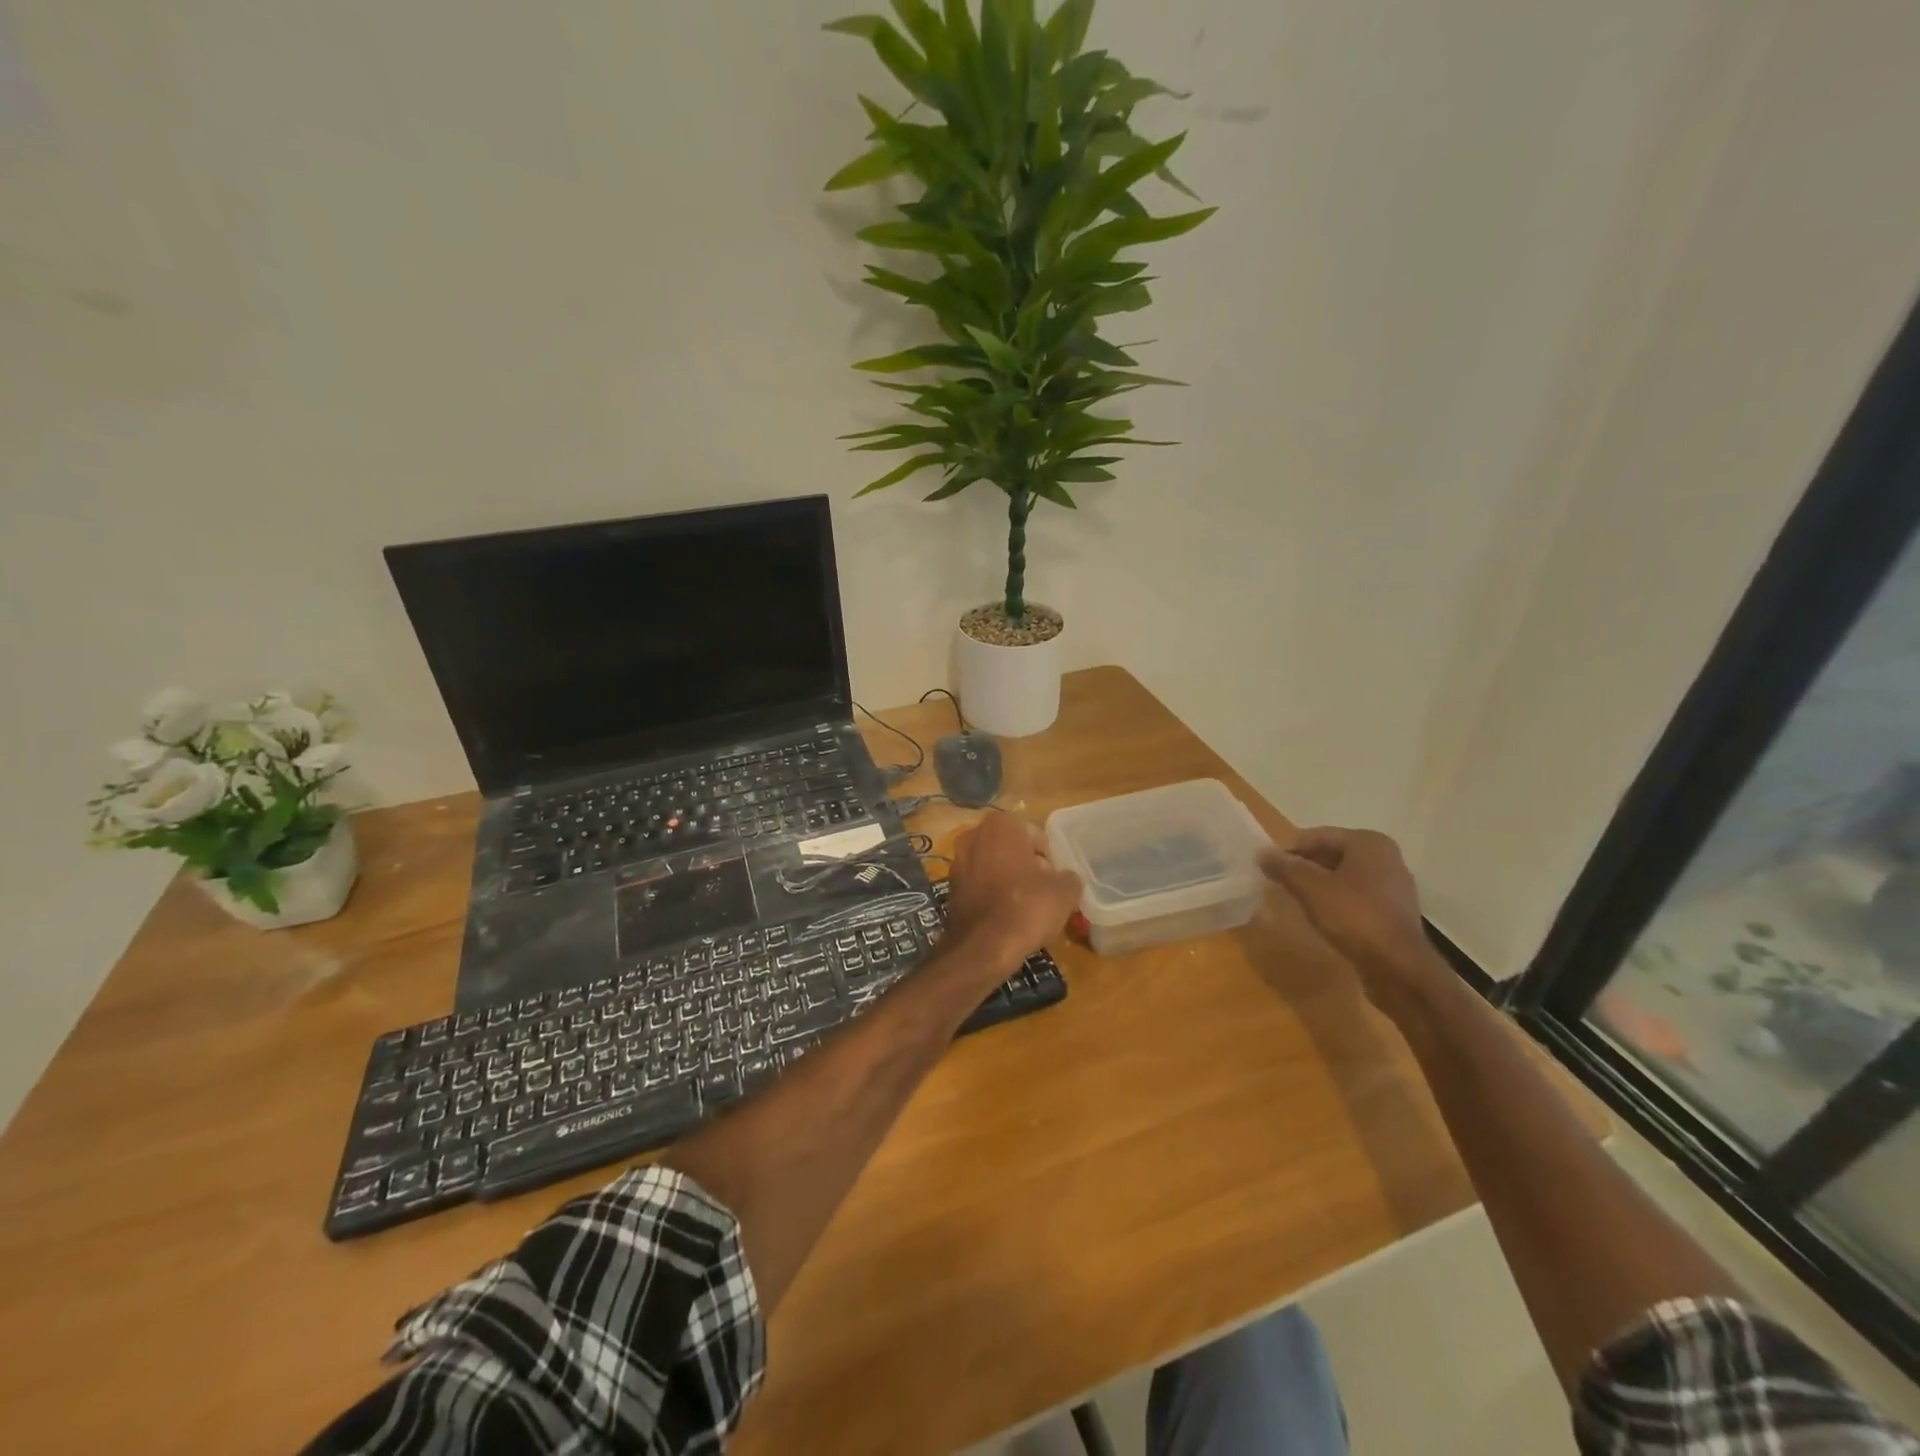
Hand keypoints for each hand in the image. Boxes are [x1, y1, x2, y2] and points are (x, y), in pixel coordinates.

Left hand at [945, 812, 1081, 971]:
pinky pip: (979, 884)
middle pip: (1012, 848)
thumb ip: (1069, 877)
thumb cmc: (1026, 908)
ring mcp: (958, 860)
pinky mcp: (950, 887)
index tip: (1054, 880)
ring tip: (1025, 907)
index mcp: (1002, 824)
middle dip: (1027, 866)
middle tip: (1043, 892)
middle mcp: (974, 834)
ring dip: (1009, 880)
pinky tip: (1004, 916)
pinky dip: (991, 894)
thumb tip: (1064, 878)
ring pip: (994, 865)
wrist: (981, 947)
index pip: (1036, 835)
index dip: (1049, 858)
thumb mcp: (1064, 892)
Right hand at [1258, 827, 1443, 1009]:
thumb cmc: (1354, 917)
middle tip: (1279, 884)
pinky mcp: (1393, 912)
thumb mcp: (1311, 888)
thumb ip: (1286, 867)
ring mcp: (1393, 886)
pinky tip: (1322, 917)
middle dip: (1305, 868)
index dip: (1290, 851)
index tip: (1269, 869)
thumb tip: (1263, 853)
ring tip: (1297, 901)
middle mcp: (1385, 857)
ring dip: (1319, 886)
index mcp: (1368, 842)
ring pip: (1343, 877)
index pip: (1317, 836)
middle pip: (1332, 855)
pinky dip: (1336, 902)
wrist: (1398, 968)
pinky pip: (1356, 897)